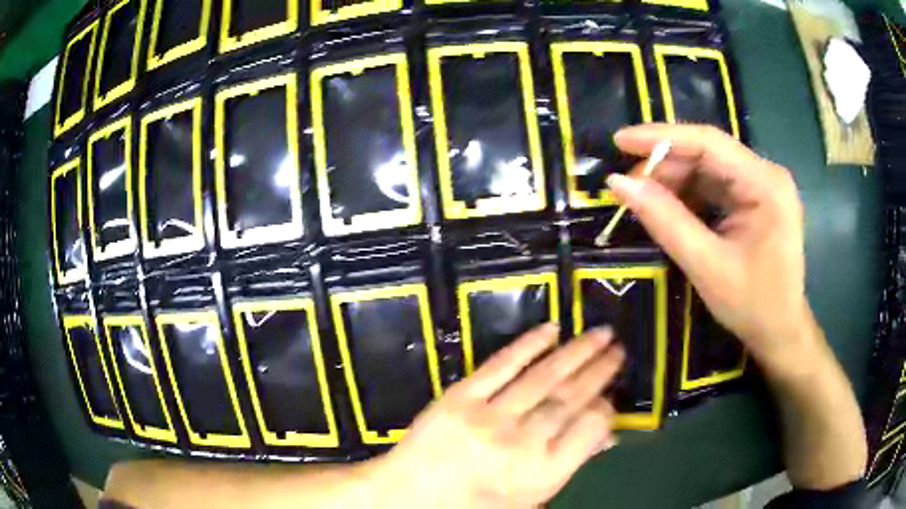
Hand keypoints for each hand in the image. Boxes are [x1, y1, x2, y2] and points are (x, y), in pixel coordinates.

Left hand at [370, 323, 624, 508]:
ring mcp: (489, 418)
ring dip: (577, 352)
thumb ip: (568, 466)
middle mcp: (521, 444)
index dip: (605, 408)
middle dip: (599, 371)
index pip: (590, 429)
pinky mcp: (459, 398)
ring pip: (544, 377)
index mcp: (541, 475)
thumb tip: (607, 435)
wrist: (409, 497)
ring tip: (600, 334)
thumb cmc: (474, 506)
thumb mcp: (530, 500)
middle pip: (571, 399)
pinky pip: (501, 365)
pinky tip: (552, 330)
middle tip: (618, 349)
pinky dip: (528, 345)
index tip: (609, 395)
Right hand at [606, 124, 811, 377]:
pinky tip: (668, 209)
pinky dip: (687, 195)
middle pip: (707, 152)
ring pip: (707, 167)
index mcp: (766, 184)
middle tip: (628, 185)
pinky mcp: (753, 199)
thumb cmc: (753, 306)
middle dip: (665, 165)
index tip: (620, 141)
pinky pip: (714, 185)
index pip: (709, 142)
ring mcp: (760, 185)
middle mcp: (765, 174)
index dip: (661, 137)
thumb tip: (618, 183)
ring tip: (643, 200)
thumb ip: (665, 221)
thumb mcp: (707, 266)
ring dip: (673, 180)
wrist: (779, 333)